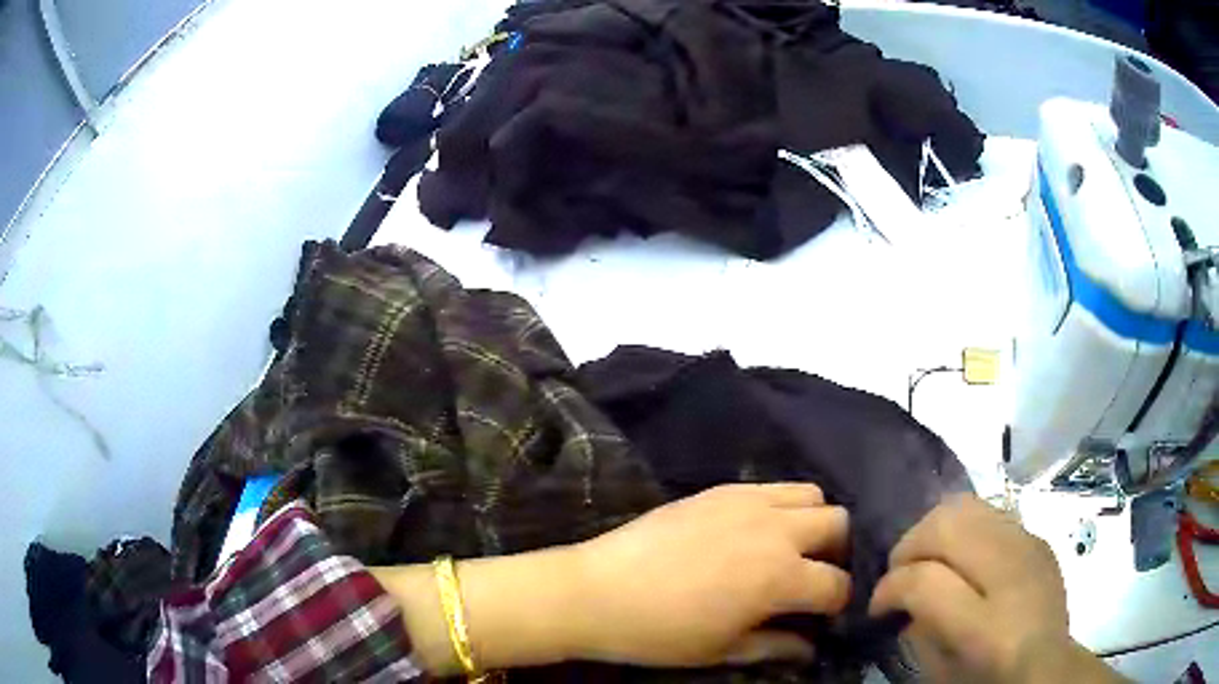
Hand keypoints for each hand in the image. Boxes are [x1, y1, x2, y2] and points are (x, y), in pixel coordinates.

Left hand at [567, 483, 850, 665]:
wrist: (598, 591)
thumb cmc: (661, 632)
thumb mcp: (724, 650)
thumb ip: (777, 645)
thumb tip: (810, 646)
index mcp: (781, 576)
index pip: (837, 584)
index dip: (839, 604)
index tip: (826, 615)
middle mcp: (776, 530)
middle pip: (838, 523)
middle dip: (837, 552)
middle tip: (812, 576)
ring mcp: (749, 502)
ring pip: (811, 494)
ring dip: (813, 520)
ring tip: (789, 548)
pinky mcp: (722, 489)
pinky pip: (772, 486)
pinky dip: (781, 505)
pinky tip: (756, 530)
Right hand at [869, 494, 1124, 683]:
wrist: (1049, 665)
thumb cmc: (990, 678)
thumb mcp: (942, 671)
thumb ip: (918, 631)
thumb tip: (903, 595)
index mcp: (987, 626)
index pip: (925, 580)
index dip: (889, 588)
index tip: (878, 606)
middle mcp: (1013, 573)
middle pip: (948, 523)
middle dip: (910, 544)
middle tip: (900, 575)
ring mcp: (1030, 545)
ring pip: (966, 504)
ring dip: (934, 530)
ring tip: (928, 560)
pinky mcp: (1036, 536)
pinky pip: (988, 512)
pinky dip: (962, 529)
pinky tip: (962, 558)